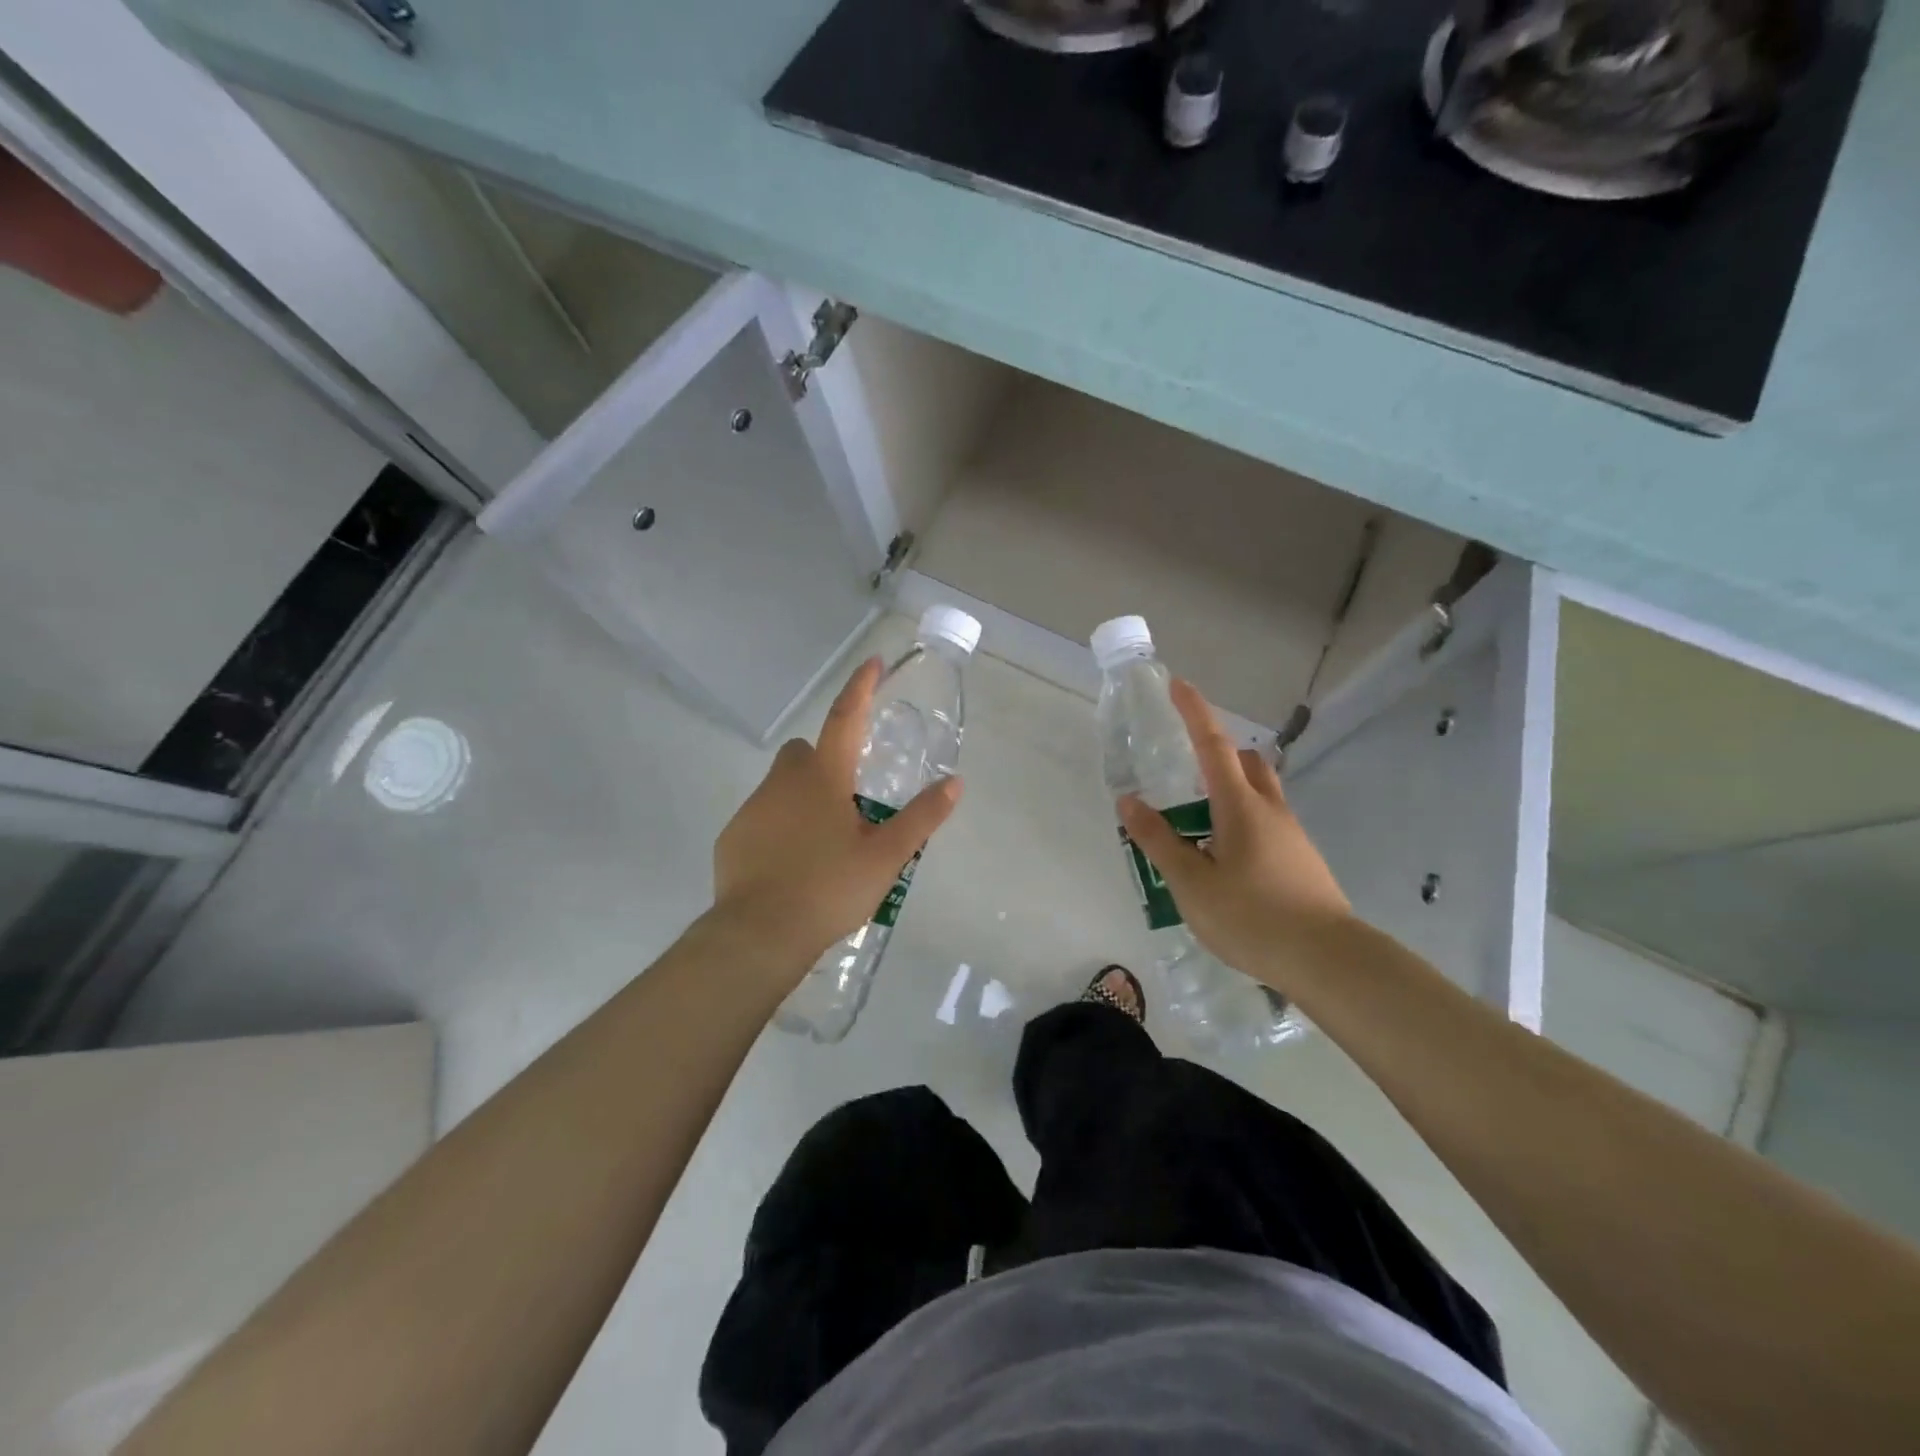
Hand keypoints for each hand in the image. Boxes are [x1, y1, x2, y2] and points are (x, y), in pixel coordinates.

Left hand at [710, 657, 961, 988]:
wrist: (759, 934)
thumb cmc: (829, 888)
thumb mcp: (887, 856)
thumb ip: (922, 817)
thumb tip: (954, 783)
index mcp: (824, 777)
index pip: (846, 717)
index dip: (861, 687)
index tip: (873, 662)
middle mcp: (783, 782)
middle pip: (807, 751)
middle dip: (827, 760)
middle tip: (851, 801)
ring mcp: (752, 808)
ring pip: (783, 785)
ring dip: (804, 797)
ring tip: (825, 842)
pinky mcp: (733, 836)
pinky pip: (763, 816)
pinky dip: (780, 825)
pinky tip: (793, 863)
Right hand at [1118, 679, 1352, 993]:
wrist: (1328, 960)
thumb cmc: (1252, 916)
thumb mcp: (1191, 882)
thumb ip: (1159, 841)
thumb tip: (1130, 802)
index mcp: (1240, 806)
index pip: (1213, 745)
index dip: (1194, 712)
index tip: (1179, 684)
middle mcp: (1270, 810)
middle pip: (1245, 763)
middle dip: (1217, 754)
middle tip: (1186, 773)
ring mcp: (1292, 836)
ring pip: (1259, 795)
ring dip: (1230, 792)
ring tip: (1198, 827)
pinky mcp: (1303, 861)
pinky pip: (1268, 824)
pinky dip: (1242, 823)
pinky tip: (1227, 862)